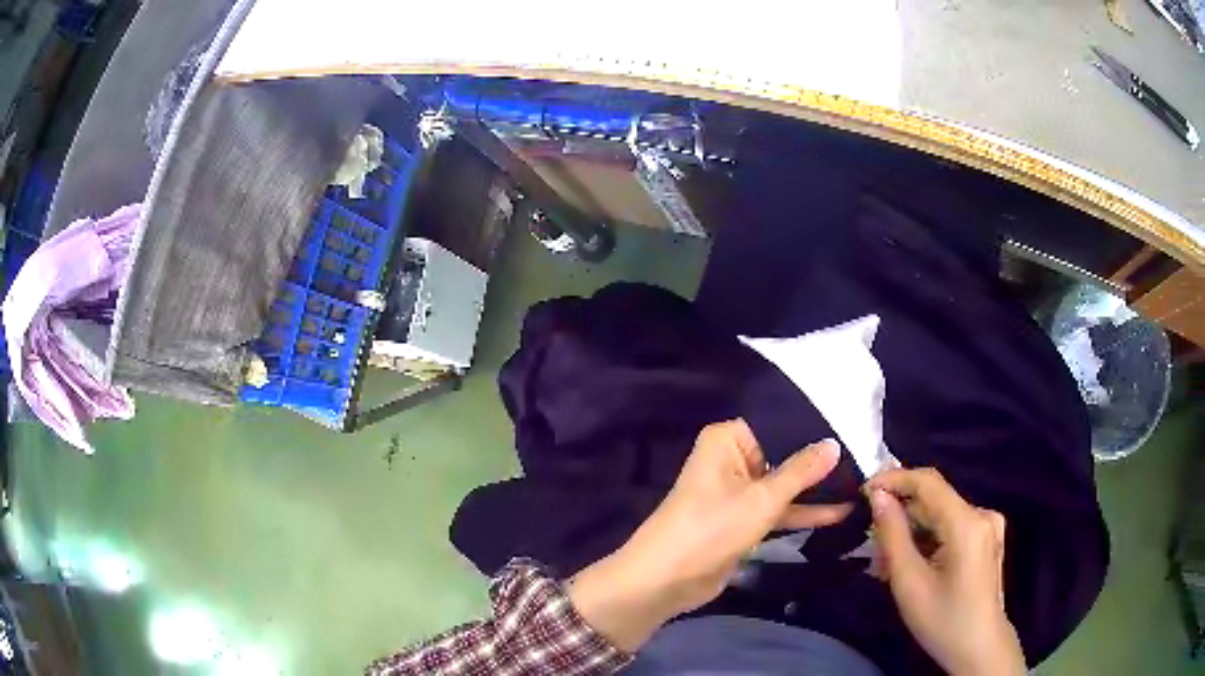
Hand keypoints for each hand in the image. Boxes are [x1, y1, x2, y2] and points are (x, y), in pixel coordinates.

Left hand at [570, 419, 851, 651]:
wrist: (667, 580)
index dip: (813, 428)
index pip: (777, 423)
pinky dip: (802, 513)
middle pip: (782, 455)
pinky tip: (839, 513)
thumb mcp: (763, 498)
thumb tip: (834, 443)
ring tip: (860, 485)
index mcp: (727, 440)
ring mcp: (737, 493)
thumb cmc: (712, 527)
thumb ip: (801, 472)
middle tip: (865, 457)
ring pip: (783, 486)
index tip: (852, 427)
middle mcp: (731, 460)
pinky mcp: (742, 522)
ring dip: (815, 491)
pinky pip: (777, 510)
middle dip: (818, 462)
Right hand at [866, 468, 1025, 675]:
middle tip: (870, 545)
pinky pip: (950, 527)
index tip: (863, 491)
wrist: (979, 648)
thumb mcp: (909, 583)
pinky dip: (927, 540)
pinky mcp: (986, 538)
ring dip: (911, 533)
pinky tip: (910, 564)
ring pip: (940, 516)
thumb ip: (893, 536)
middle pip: (933, 501)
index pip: (928, 482)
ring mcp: (987, 525)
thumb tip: (878, 497)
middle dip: (899, 517)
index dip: (894, 479)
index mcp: (967, 522)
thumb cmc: (943, 621)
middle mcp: (982, 514)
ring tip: (885, 565)